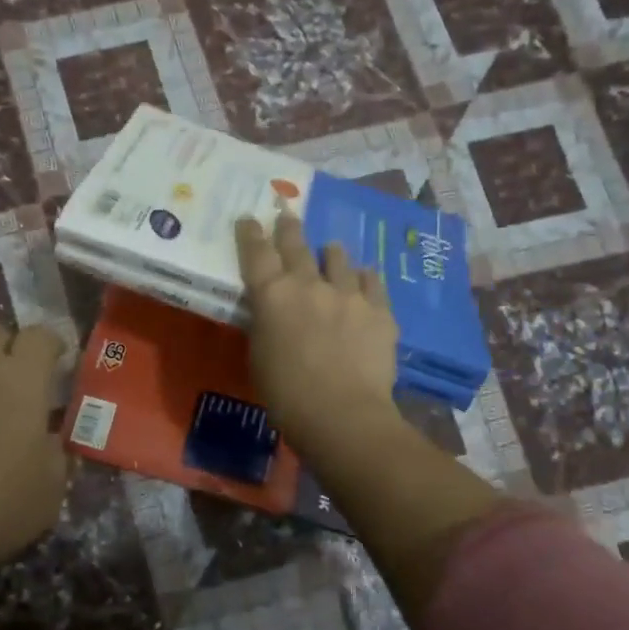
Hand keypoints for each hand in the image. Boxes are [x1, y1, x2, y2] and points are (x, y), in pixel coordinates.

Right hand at [236, 213, 399, 461]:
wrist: (342, 414)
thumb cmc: (286, 394)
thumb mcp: (259, 356)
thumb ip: (265, 325)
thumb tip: (272, 313)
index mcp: (272, 296)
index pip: (256, 253)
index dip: (250, 233)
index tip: (249, 218)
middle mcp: (309, 284)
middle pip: (296, 246)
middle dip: (288, 228)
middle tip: (287, 215)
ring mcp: (348, 294)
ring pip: (338, 258)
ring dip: (330, 253)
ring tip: (331, 250)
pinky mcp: (379, 310)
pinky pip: (371, 281)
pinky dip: (362, 278)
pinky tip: (363, 279)